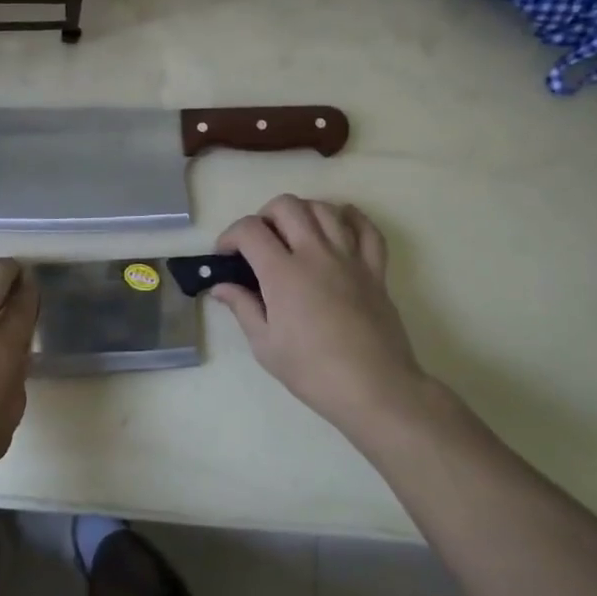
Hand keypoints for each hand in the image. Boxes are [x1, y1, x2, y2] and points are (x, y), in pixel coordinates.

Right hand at [213, 196, 430, 436]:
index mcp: (283, 273)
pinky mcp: (375, 270)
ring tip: (294, 234)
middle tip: (259, 242)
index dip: (230, 235)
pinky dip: (351, 219)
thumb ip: (242, 307)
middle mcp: (315, 254)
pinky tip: (338, 226)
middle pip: (287, 206)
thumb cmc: (313, 371)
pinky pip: (367, 229)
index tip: (225, 255)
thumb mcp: (265, 345)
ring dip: (302, 212)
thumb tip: (221, 286)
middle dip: (264, 216)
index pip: (249, 230)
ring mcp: (349, 258)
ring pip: (324, 209)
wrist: (375, 389)